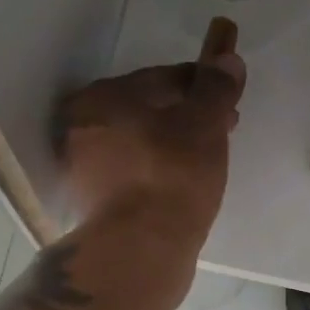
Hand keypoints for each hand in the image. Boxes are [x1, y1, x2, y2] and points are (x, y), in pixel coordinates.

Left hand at [54, 52, 245, 251]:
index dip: (201, 82)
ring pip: (140, 142)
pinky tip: (182, 182)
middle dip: (187, 114)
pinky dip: (158, 169)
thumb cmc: (172, 176)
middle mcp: (81, 126)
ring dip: (173, 142)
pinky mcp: (92, 202)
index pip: (162, 77)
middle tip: (224, 127)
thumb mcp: (204, 125)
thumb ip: (215, 88)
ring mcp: (83, 168)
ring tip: (208, 157)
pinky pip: (133, 172)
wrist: (140, 251)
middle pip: (147, 110)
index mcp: (101, 97)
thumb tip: (227, 58)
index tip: (227, 96)